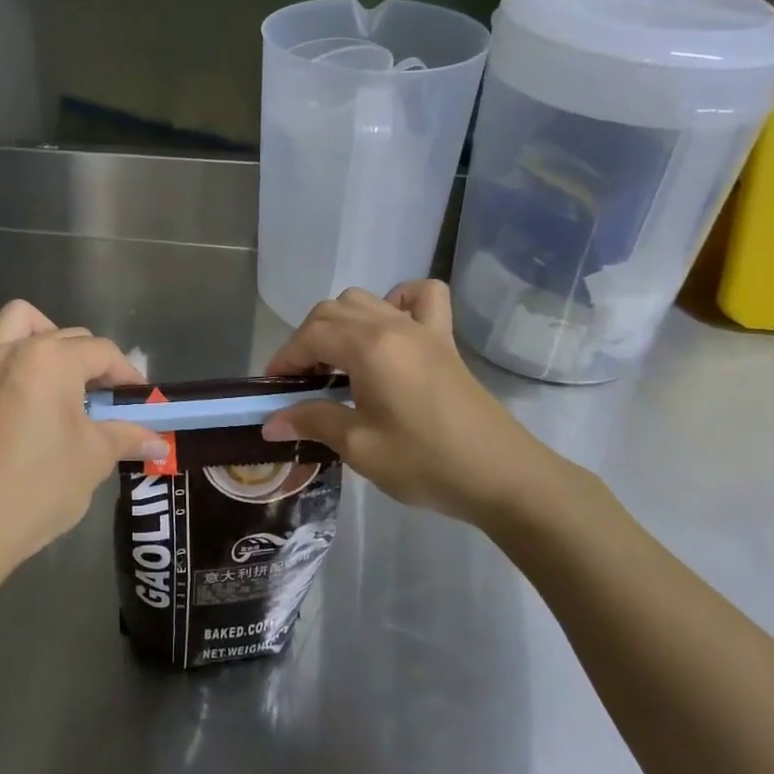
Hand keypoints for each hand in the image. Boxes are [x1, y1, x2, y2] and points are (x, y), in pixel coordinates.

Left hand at [0, 295, 167, 571]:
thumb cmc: (40, 489)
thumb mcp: (94, 460)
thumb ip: (127, 437)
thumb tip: (159, 441)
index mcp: (54, 361)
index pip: (102, 353)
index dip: (127, 375)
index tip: (139, 401)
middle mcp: (14, 352)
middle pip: (65, 338)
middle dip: (92, 363)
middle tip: (106, 402)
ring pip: (10, 325)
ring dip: (38, 331)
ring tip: (55, 358)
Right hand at [261, 281, 582, 525]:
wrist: (502, 476)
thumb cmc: (425, 462)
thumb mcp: (359, 446)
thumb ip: (313, 422)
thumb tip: (271, 422)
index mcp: (368, 347)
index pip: (310, 337)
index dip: (284, 359)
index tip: (272, 389)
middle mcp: (392, 325)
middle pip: (331, 311)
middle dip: (306, 340)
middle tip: (301, 382)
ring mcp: (422, 328)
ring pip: (365, 299)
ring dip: (340, 322)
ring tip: (336, 361)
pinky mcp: (445, 340)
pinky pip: (420, 297)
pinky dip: (397, 301)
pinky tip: (388, 329)